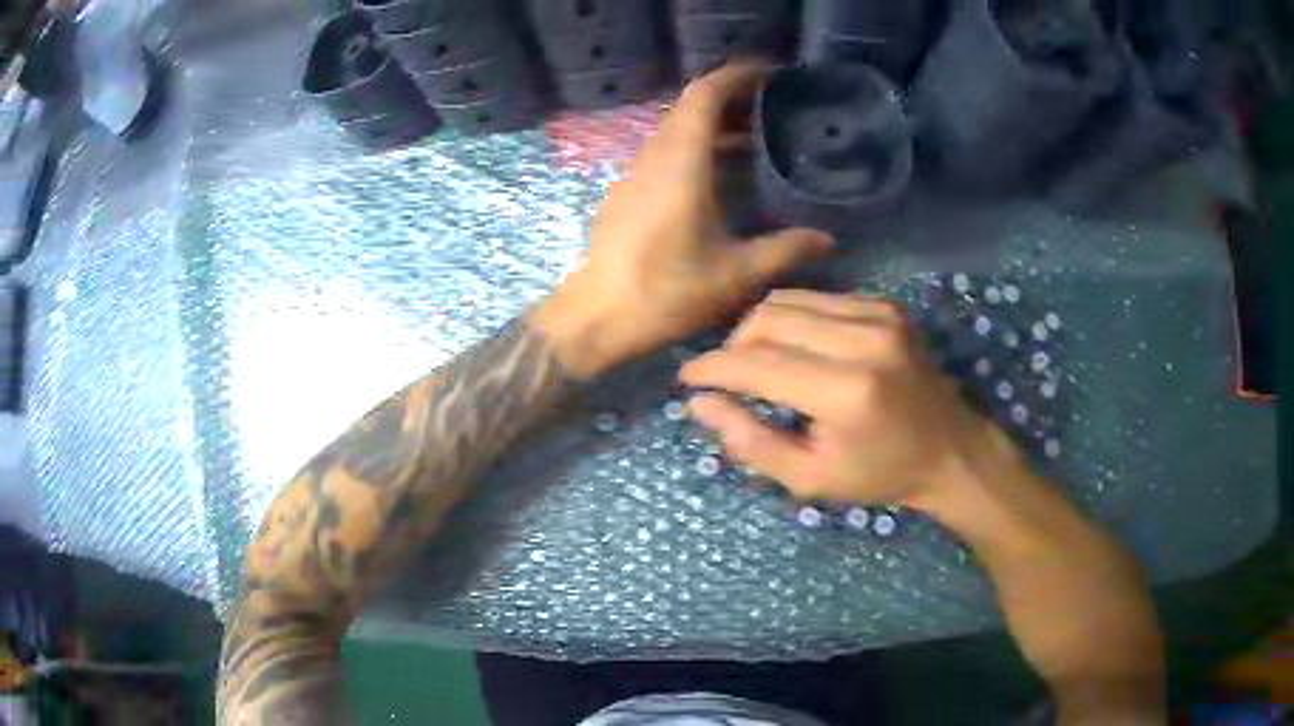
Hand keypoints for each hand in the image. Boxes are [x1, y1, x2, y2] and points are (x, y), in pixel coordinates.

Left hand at [535, 62, 832, 377]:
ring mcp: (635, 174)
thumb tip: (826, 239)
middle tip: (773, 107)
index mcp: (680, 164)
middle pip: (690, 107)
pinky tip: (718, 176)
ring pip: (676, 130)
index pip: (704, 96)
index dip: (736, 76)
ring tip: (755, 139)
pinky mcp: (626, 193)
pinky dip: (695, 148)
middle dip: (732, 99)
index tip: (770, 74)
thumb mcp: (735, 275)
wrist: (596, 317)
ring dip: (713, 125)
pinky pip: (664, 153)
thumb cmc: (665, 293)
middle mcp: (654, 157)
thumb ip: (785, 251)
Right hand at [680, 290, 1009, 510]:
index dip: (713, 368)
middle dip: (732, 345)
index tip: (687, 379)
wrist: (951, 449)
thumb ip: (752, 442)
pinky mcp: (886, 305)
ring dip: (759, 328)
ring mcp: (879, 315)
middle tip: (725, 375)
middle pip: (768, 319)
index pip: (758, 363)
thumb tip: (701, 404)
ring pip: (789, 300)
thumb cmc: (881, 474)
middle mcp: (863, 340)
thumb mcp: (811, 479)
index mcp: (846, 391)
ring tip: (754, 360)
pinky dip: (793, 319)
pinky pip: (819, 298)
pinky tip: (795, 347)